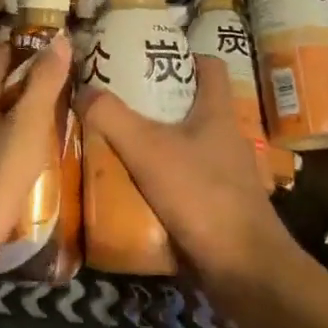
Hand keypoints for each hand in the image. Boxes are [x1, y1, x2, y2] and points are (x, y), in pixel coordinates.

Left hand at [0, 33, 71, 267]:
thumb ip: (44, 80)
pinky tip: (34, 149)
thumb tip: (59, 37)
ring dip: (22, 110)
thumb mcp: (28, 122)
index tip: (55, 46)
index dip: (25, 45)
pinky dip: (16, 137)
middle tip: (63, 78)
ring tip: (56, 111)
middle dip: (26, 78)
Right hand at [74, 58, 300, 302]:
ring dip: (155, 144)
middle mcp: (225, 138)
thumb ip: (112, 117)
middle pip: (191, 106)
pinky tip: (132, 188)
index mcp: (218, 112)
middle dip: (156, 103)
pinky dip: (161, 180)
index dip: (183, 56)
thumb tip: (82, 89)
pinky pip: (184, 182)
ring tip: (116, 143)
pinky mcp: (218, 207)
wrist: (245, 271)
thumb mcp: (148, 150)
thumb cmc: (202, 195)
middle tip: (116, 101)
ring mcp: (225, 174)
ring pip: (185, 146)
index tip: (147, 59)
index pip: (209, 67)